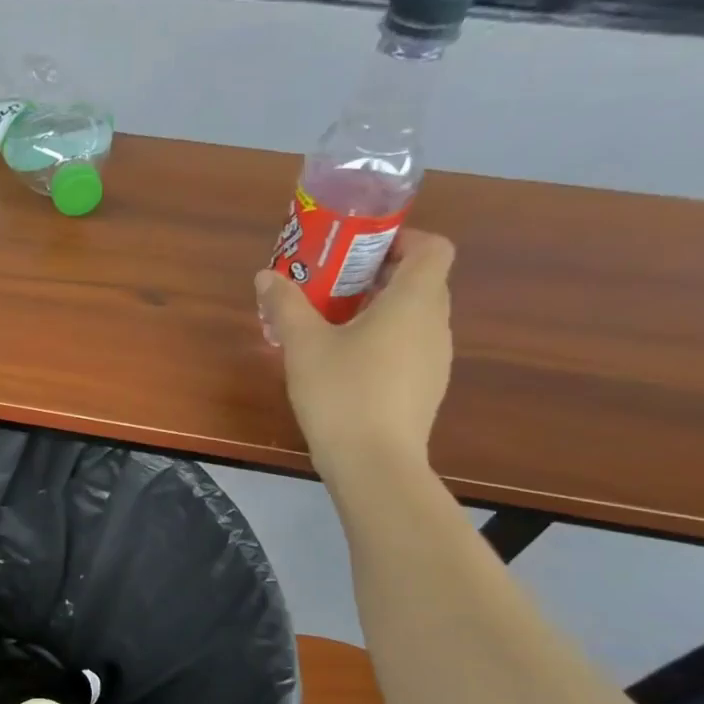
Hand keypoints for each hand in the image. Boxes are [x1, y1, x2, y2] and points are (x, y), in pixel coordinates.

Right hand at [255, 229, 455, 481]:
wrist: (374, 464)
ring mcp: (436, 359)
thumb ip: (286, 305)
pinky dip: (384, 341)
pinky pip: (409, 348)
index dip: (403, 240)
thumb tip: (266, 276)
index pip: (433, 247)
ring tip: (332, 326)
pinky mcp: (426, 388)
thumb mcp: (303, 345)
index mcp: (414, 301)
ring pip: (414, 317)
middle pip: (421, 281)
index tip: (361, 251)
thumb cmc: (342, 393)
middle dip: (378, 276)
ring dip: (379, 311)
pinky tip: (345, 365)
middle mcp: (435, 324)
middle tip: (331, 286)